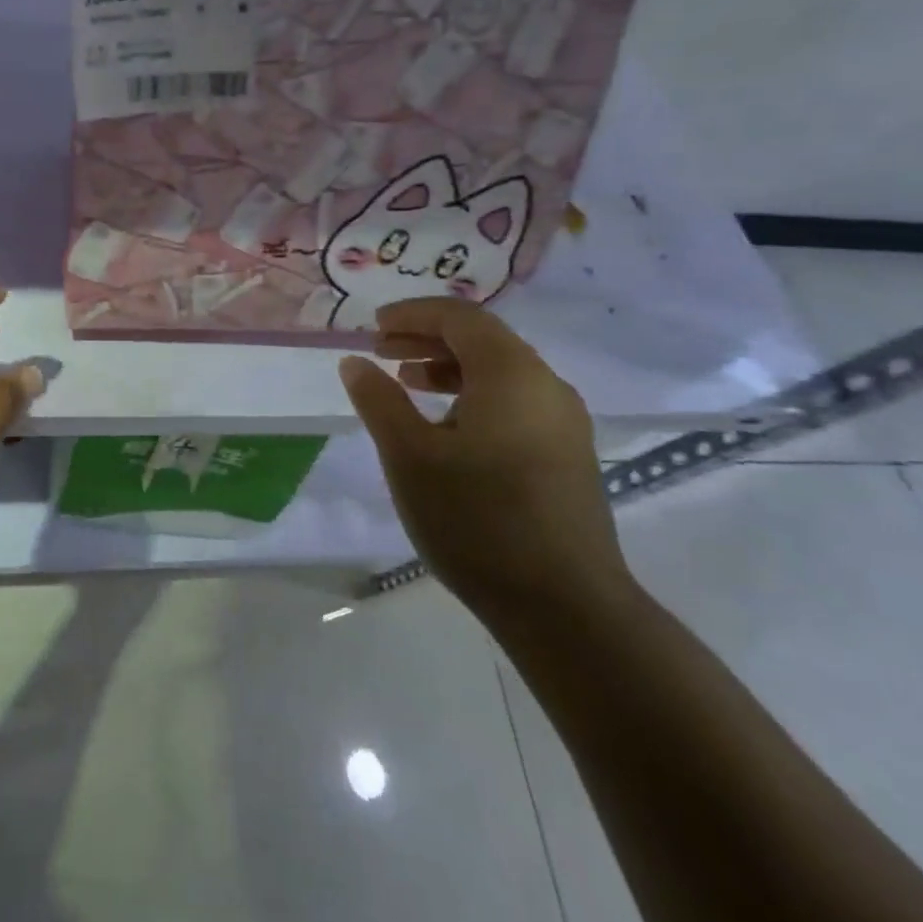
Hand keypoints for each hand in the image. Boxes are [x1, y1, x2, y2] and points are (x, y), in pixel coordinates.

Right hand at [338, 297, 628, 621]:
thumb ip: (378, 401)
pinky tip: (445, 428)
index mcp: (512, 374)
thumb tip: (355, 362)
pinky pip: (514, 402)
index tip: (373, 326)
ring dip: (448, 368)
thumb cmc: (477, 519)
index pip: (460, 317)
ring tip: (406, 383)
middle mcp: (546, 386)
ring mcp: (563, 423)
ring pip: (500, 372)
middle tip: (381, 351)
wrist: (566, 607)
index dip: (413, 314)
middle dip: (427, 338)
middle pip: (483, 340)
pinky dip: (473, 396)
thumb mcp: (409, 456)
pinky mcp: (567, 455)